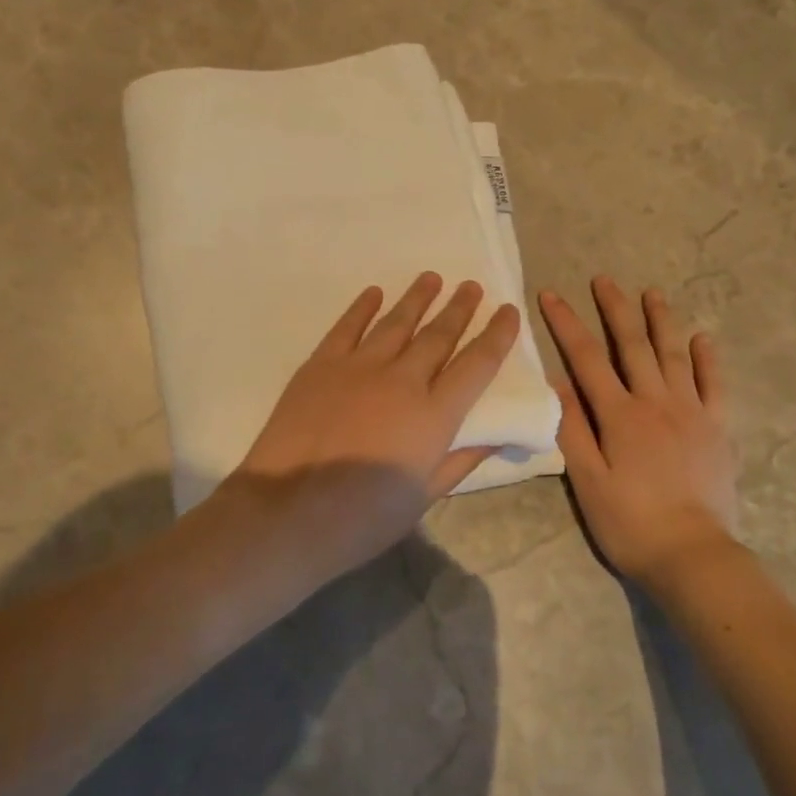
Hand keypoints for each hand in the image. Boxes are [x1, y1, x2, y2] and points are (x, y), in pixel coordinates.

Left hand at [232, 272, 519, 564]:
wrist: (287, 511)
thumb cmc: (362, 517)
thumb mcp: (424, 496)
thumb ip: (462, 460)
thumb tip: (499, 435)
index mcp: (434, 414)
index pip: (477, 364)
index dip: (497, 335)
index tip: (508, 311)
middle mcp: (402, 380)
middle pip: (438, 335)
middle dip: (459, 309)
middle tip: (471, 286)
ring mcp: (359, 367)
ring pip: (396, 323)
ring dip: (417, 298)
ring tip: (433, 278)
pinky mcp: (321, 365)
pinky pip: (347, 327)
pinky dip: (362, 307)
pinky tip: (374, 293)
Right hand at [540, 278, 743, 591]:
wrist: (693, 556)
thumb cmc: (630, 522)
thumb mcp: (587, 480)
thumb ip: (572, 428)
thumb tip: (556, 381)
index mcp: (620, 415)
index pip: (587, 358)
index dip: (566, 324)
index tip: (550, 294)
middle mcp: (656, 402)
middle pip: (633, 345)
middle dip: (615, 308)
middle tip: (604, 279)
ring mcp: (692, 412)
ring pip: (674, 355)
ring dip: (661, 320)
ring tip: (652, 292)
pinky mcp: (718, 428)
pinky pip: (714, 384)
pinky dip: (707, 359)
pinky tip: (701, 338)